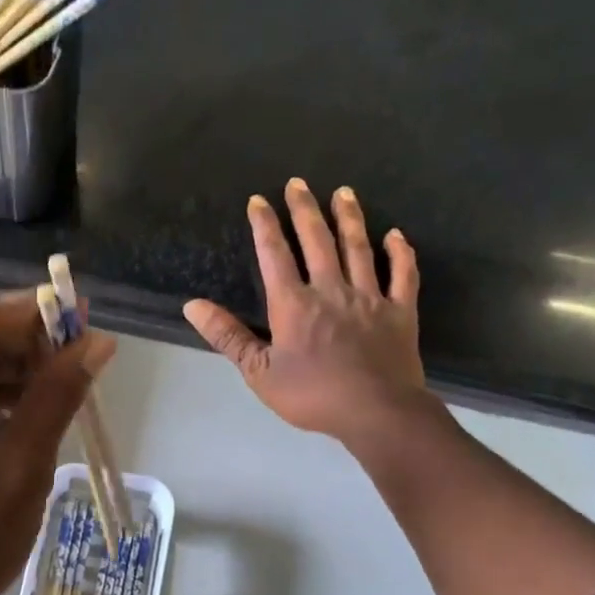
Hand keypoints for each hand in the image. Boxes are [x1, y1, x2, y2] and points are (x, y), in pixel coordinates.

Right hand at [184, 180, 432, 451]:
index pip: (275, 255)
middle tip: (298, 183)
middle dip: (305, 209)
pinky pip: (402, 274)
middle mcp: (331, 290)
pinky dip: (400, 252)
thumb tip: (192, 305)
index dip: (265, 225)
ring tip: (343, 193)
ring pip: (358, 248)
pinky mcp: (400, 311)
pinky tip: (396, 234)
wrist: (376, 412)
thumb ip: (228, 336)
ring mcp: (369, 297)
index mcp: (293, 304)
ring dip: (349, 218)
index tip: (258, 201)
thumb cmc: (311, 395)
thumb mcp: (258, 372)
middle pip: (317, 240)